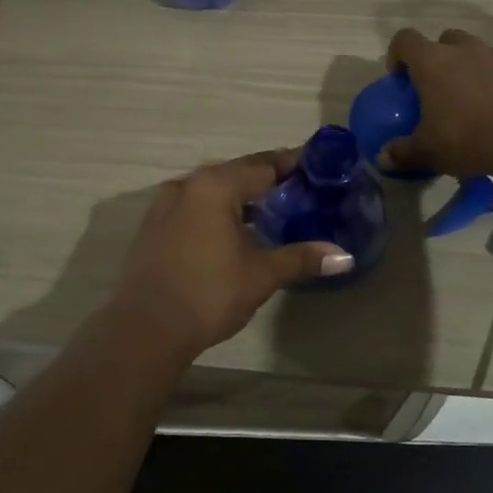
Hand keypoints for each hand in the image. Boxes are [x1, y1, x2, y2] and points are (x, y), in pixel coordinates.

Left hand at [106, 150, 353, 359]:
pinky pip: (194, 207)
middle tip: (301, 190)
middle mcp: (187, 185)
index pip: (263, 165)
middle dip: (268, 180)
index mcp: (215, 186)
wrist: (146, 328)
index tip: (318, 166)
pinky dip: (217, 211)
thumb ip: (301, 258)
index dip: (293, 164)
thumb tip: (345, 256)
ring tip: (271, 210)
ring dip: (240, 197)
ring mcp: (164, 205)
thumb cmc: (209, 293)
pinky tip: (233, 231)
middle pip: (236, 174)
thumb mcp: (261, 274)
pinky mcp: (153, 227)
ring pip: (212, 191)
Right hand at [383, 28, 492, 177]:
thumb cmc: (467, 138)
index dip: (397, 54)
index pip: (405, 39)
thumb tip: (384, 157)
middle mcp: (463, 49)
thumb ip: (402, 152)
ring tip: (470, 98)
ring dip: (468, 66)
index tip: (399, 77)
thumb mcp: (428, 152)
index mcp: (432, 62)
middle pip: (444, 39)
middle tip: (437, 86)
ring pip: (475, 50)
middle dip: (437, 57)